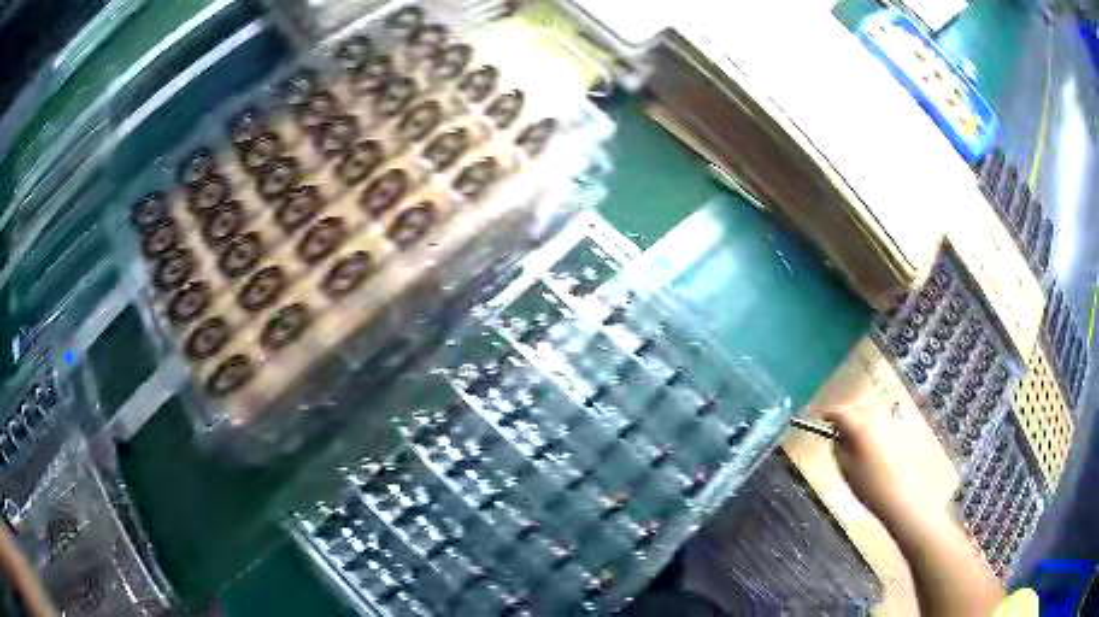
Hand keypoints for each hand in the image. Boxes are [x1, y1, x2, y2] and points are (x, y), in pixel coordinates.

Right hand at [821, 406, 927, 525]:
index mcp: (860, 427)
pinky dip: (875, 426)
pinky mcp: (903, 429)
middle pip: (858, 406)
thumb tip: (836, 436)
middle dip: (847, 414)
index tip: (821, 419)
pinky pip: (884, 420)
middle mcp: (877, 417)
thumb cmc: (871, 488)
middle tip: (838, 430)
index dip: (828, 415)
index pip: (840, 412)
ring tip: (855, 436)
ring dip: (862, 418)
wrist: (903, 497)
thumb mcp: (846, 471)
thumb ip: (838, 449)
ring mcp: (892, 421)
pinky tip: (873, 443)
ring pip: (872, 411)